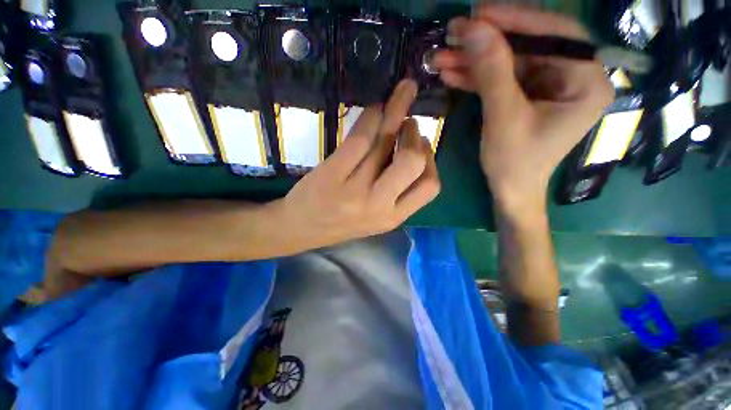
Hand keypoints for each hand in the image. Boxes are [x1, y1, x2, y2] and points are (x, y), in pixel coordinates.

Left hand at [278, 79, 439, 249]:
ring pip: (385, 142)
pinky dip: (370, 117)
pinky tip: (374, 110)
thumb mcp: (376, 217)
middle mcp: (378, 205)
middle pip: (413, 162)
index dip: (431, 160)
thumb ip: (397, 192)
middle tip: (408, 124)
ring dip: (396, 112)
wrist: (302, 229)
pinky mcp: (332, 174)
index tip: (422, 144)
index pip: (430, 187)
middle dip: (415, 136)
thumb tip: (414, 150)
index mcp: (393, 217)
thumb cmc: (341, 223)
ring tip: (397, 99)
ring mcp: (354, 190)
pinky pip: (359, 138)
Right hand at [434, 5, 612, 213]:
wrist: (510, 190)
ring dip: (474, 60)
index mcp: (586, 82)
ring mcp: (548, 85)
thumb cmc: (515, 162)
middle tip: (453, 33)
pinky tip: (452, 73)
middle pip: (528, 46)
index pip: (555, 35)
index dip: (516, 20)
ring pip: (510, 61)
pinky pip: (502, 78)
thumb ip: (493, 72)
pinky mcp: (528, 95)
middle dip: (486, 42)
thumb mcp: (504, 117)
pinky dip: (476, 76)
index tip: (478, 13)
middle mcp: (573, 77)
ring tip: (442, 56)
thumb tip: (475, 28)